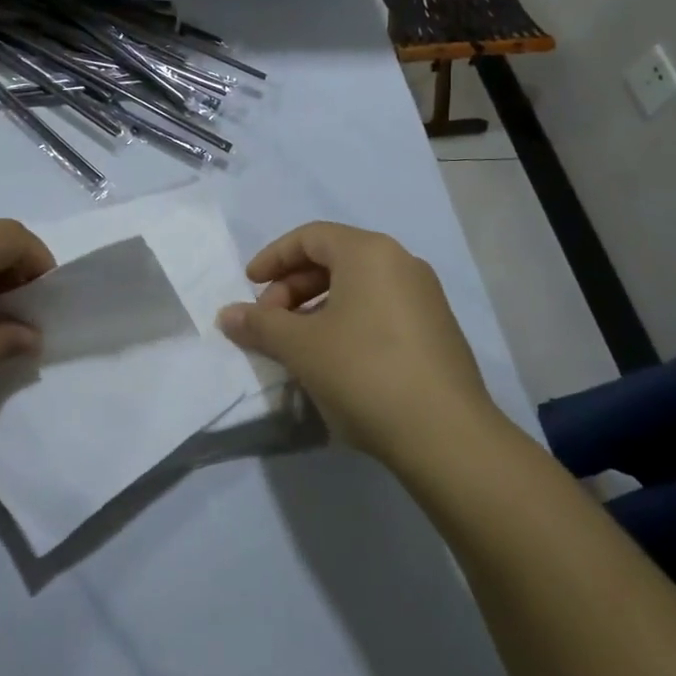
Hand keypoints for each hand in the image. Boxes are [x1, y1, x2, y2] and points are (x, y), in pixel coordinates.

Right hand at [217, 222, 499, 464]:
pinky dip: (347, 322)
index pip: (309, 237)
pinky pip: (379, 309)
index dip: (273, 258)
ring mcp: (425, 297)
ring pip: (356, 287)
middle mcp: (401, 263)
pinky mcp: (436, 331)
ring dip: (317, 307)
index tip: (249, 286)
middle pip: (333, 260)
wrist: (448, 437)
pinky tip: (333, 360)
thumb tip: (227, 316)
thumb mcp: (301, 347)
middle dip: (292, 287)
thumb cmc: (364, 372)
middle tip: (269, 321)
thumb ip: (260, 325)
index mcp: (369, 252)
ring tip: (296, 344)